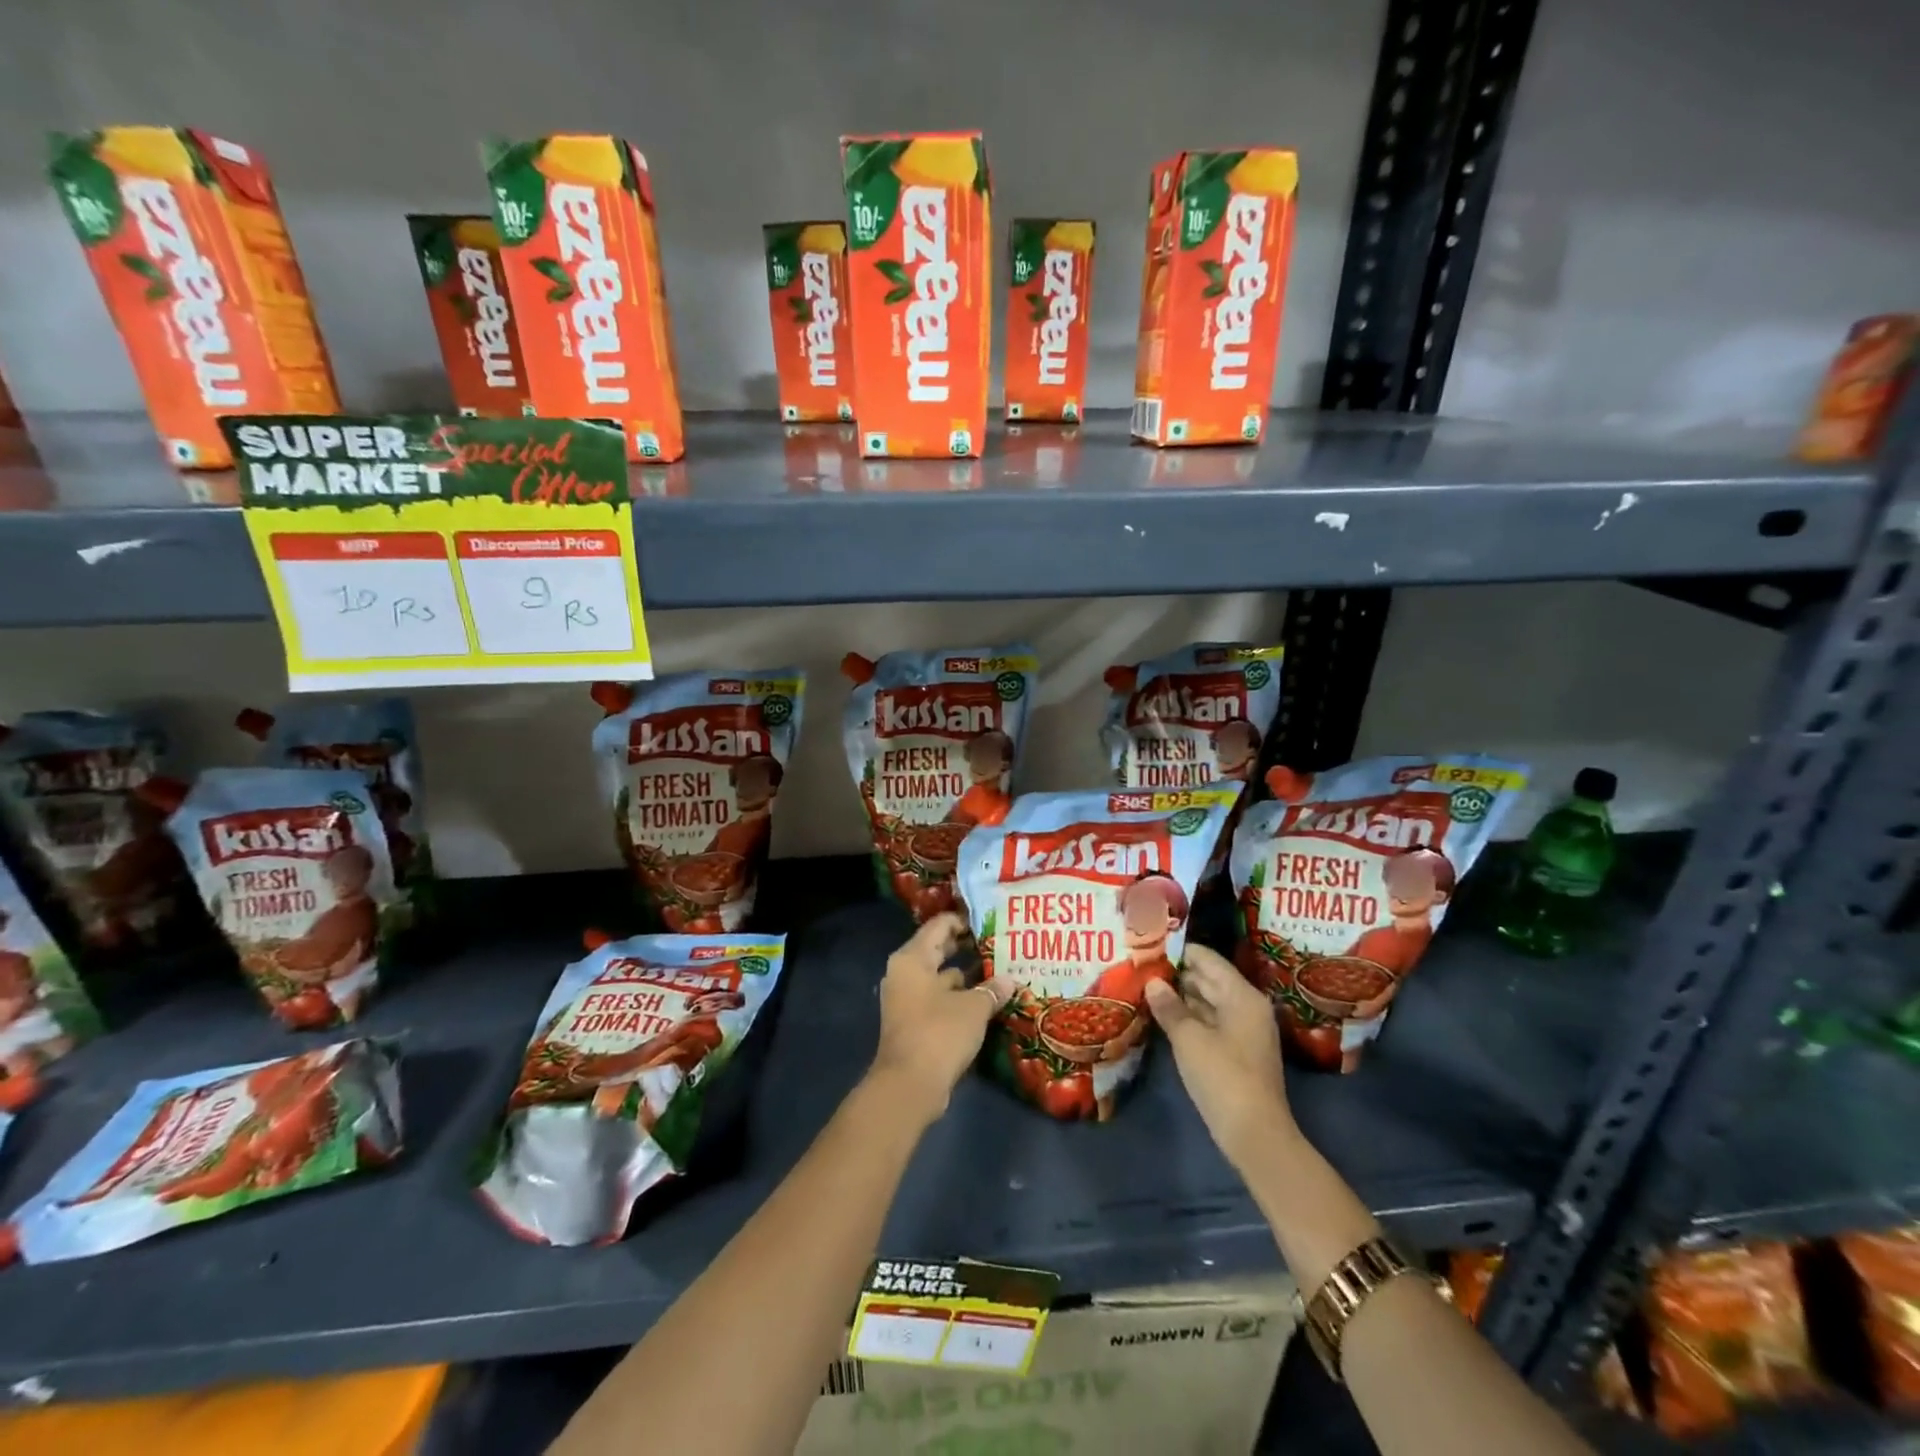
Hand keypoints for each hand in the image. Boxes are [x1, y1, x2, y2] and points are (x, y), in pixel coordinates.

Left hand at [868, 912, 1012, 1125]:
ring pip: (942, 978)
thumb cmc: (939, 1033)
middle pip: (939, 950)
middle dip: (968, 948)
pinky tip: (989, 1001)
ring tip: (1002, 971)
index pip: (939, 926)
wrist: (909, 1086)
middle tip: (1000, 944)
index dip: (965, 921)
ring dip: (968, 977)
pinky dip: (961, 998)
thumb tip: (1010, 980)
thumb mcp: (973, 1008)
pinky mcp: (915, 1023)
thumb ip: (992, 989)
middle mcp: (905, 974)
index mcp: (912, 959)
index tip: (991, 921)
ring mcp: (908, 1000)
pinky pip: (941, 1000)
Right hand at [1146, 945, 1295, 1169]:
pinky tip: (1163, 1017)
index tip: (1149, 946)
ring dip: (1181, 997)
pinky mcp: (1237, 1052)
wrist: (1256, 1136)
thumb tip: (1153, 982)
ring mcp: (1244, 1031)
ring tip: (1145, 987)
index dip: (1179, 951)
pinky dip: (1189, 1017)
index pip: (1208, 960)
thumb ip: (1170, 1007)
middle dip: (1177, 974)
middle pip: (1209, 979)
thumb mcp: (1189, 1039)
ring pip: (1208, 1002)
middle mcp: (1247, 1007)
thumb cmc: (1223, 1078)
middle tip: (1140, 966)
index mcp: (1242, 996)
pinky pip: (1210, 1023)